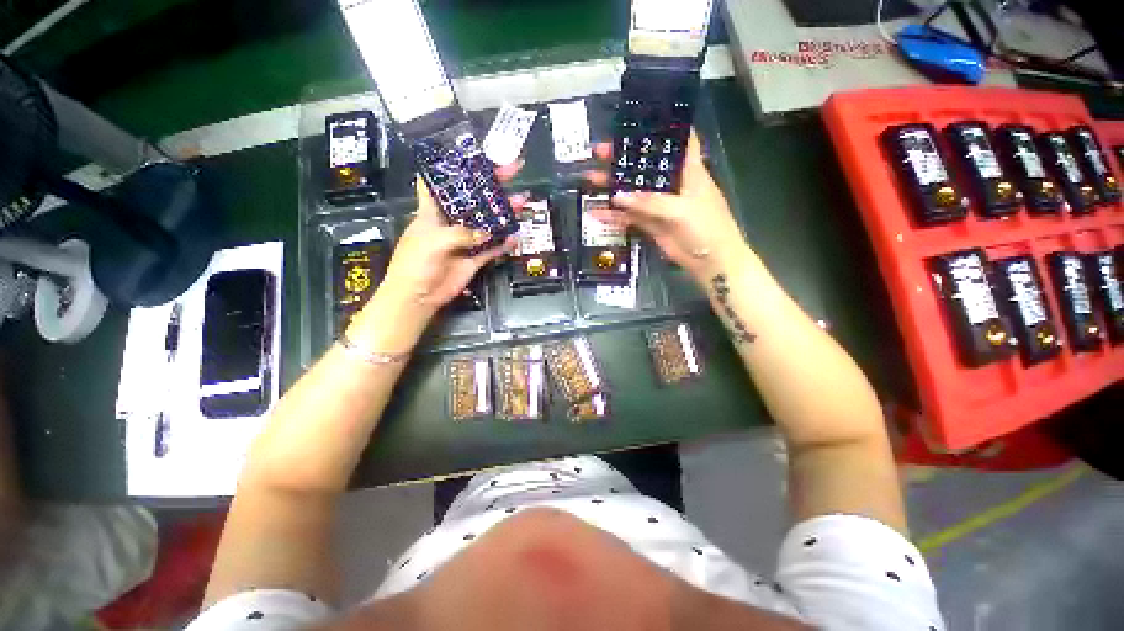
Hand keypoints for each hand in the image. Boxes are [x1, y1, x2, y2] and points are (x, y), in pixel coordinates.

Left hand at [380, 178, 519, 312]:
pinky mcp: (475, 258)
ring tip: (522, 202)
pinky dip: (504, 244)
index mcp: (434, 211)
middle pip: (474, 199)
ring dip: (504, 213)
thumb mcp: (434, 240)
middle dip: (493, 185)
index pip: (441, 182)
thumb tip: (487, 233)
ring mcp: (466, 240)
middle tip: (513, 171)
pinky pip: (493, 248)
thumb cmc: (416, 263)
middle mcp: (452, 222)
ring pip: (489, 223)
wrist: (419, 296)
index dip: (454, 167)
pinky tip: (515, 237)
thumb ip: (462, 233)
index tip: (473, 154)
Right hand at [583, 131, 749, 282]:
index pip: (676, 141)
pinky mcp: (651, 224)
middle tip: (599, 152)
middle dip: (623, 158)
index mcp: (687, 170)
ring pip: (633, 191)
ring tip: (591, 178)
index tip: (638, 121)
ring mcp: (659, 205)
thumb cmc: (706, 227)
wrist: (710, 261)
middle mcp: (671, 184)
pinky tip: (596, 212)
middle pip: (645, 166)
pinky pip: (629, 216)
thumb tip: (617, 197)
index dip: (660, 128)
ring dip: (613, 186)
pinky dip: (613, 215)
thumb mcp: (680, 210)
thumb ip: (649, 202)